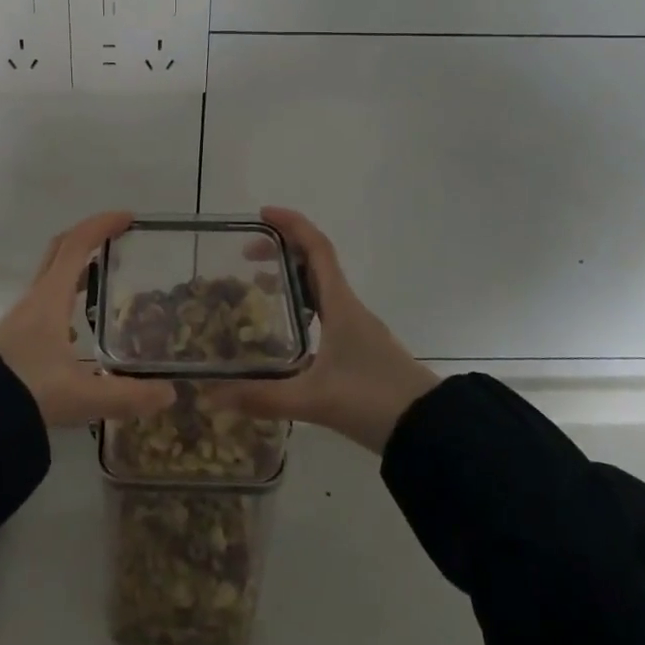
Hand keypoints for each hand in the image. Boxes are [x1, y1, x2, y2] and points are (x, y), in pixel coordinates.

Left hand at [0, 212, 177, 428]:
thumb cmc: (29, 391)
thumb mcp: (83, 396)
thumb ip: (127, 396)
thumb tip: (169, 394)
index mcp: (51, 298)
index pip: (77, 245)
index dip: (101, 225)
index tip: (128, 218)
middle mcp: (35, 299)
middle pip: (60, 251)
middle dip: (88, 237)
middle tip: (116, 238)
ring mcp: (21, 317)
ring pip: (50, 277)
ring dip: (75, 267)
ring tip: (102, 278)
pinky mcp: (14, 337)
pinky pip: (44, 301)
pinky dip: (64, 296)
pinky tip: (75, 327)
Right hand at [211, 207, 438, 454]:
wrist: (430, 430)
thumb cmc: (372, 400)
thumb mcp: (313, 400)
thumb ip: (263, 398)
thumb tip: (214, 397)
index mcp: (340, 304)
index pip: (317, 247)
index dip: (291, 224)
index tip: (261, 214)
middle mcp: (349, 307)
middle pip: (315, 262)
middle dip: (282, 250)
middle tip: (245, 255)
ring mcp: (357, 328)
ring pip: (321, 288)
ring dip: (291, 277)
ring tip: (257, 287)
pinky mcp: (360, 349)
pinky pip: (326, 311)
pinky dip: (302, 305)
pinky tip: (285, 331)